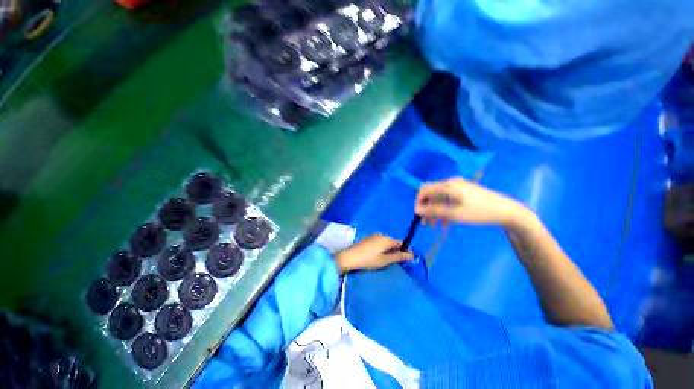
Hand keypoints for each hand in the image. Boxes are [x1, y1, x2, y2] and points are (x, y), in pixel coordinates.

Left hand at [334, 234, 413, 274]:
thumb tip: (412, 255)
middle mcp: (381, 235)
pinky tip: (380, 255)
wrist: (349, 257)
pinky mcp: (368, 238)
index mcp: (386, 239)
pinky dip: (383, 248)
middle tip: (399, 261)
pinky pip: (380, 242)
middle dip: (398, 250)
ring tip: (389, 260)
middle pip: (393, 241)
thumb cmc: (368, 260)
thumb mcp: (384, 260)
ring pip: (386, 242)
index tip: (409, 259)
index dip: (406, 249)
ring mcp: (373, 236)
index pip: (401, 242)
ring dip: (390, 249)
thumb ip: (398, 257)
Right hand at [415, 178, 528, 226]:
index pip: (424, 190)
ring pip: (439, 200)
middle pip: (431, 195)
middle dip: (427, 210)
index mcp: (447, 185)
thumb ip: (433, 211)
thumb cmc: (479, 212)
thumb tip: (416, 210)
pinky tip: (446, 223)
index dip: (419, 202)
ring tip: (436, 227)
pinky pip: (448, 201)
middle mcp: (450, 183)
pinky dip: (445, 211)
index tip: (419, 216)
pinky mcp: (463, 192)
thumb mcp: (454, 214)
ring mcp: (457, 187)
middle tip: (427, 225)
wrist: (506, 211)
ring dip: (436, 212)